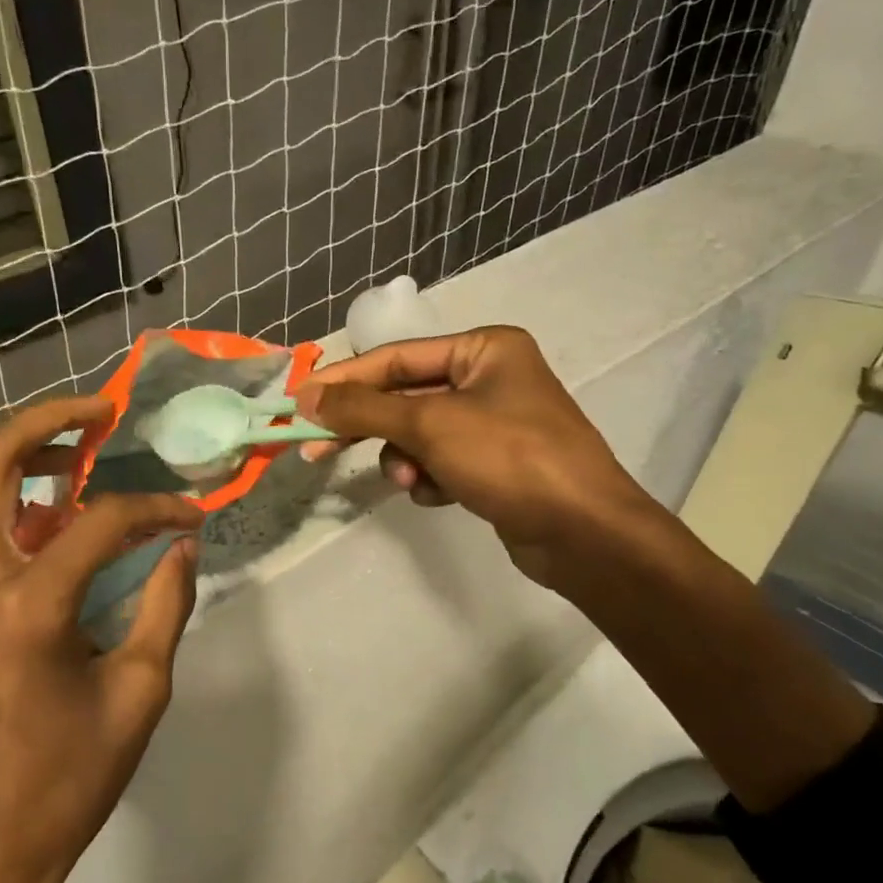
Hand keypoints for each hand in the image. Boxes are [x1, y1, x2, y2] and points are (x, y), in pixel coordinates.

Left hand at [0, 396, 203, 882]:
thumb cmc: (64, 783)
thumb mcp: (139, 695)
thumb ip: (165, 606)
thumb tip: (180, 545)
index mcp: (28, 607)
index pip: (99, 521)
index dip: (154, 507)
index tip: (191, 514)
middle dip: (46, 422)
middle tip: (99, 413)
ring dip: (5, 457)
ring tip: (63, 456)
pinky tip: (31, 521)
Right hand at [295, 327, 662, 592]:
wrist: (584, 533)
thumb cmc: (509, 458)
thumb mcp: (429, 424)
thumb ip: (364, 408)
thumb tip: (307, 396)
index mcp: (484, 349)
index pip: (396, 358)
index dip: (345, 381)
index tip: (299, 404)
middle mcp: (491, 378)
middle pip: (406, 397)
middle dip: (370, 427)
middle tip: (317, 450)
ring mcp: (496, 424)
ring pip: (421, 435)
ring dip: (407, 459)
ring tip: (415, 482)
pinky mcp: (496, 464)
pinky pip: (443, 462)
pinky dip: (434, 478)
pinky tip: (445, 496)